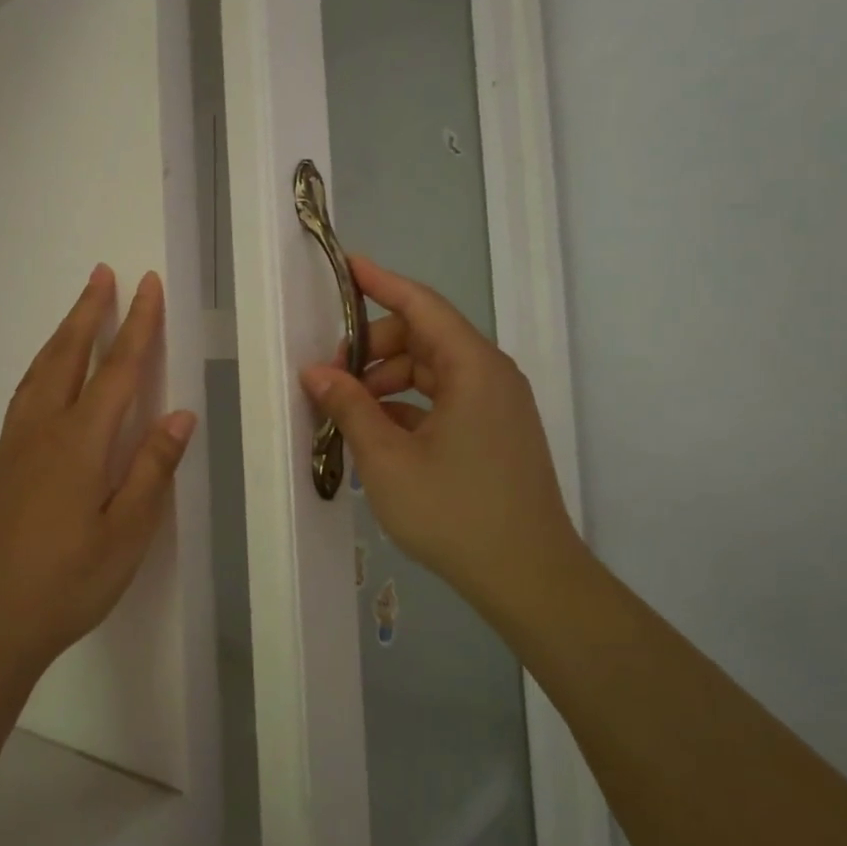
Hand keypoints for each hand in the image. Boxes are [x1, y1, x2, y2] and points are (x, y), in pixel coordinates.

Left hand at [0, 265, 196, 689]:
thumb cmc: (67, 583)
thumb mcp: (126, 534)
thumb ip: (152, 469)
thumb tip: (179, 414)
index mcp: (80, 443)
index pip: (117, 370)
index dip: (136, 325)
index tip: (147, 285)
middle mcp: (43, 430)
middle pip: (68, 356)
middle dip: (89, 312)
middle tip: (102, 273)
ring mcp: (15, 445)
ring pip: (40, 371)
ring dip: (62, 334)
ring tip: (79, 310)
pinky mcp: (0, 464)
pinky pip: (24, 394)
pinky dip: (42, 366)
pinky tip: (47, 374)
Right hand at [300, 256, 583, 619]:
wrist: (530, 578)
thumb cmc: (455, 512)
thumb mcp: (386, 459)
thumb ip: (349, 406)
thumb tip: (316, 373)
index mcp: (472, 367)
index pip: (421, 305)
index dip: (381, 282)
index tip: (347, 266)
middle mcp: (490, 375)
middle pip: (424, 337)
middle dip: (373, 349)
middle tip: (332, 378)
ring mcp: (497, 405)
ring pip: (432, 371)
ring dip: (388, 381)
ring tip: (349, 411)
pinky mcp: (496, 433)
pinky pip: (445, 400)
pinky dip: (409, 406)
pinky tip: (378, 434)